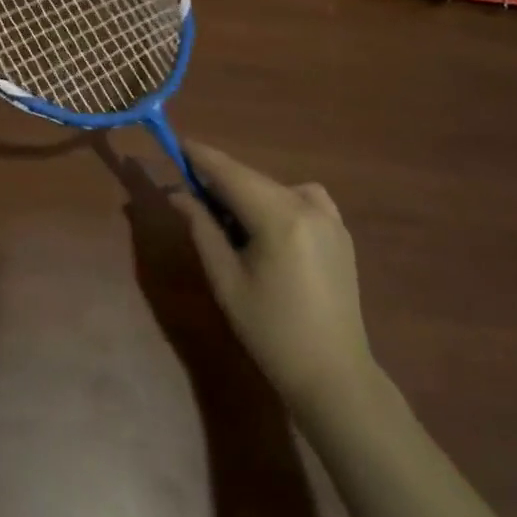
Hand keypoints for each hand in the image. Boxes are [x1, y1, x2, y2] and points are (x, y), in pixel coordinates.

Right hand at [170, 143, 377, 415]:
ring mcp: (330, 216)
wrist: (333, 373)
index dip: (201, 156)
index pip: (230, 173)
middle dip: (219, 181)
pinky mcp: (340, 230)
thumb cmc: (269, 331)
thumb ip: (201, 228)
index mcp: (280, 217)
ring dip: (246, 194)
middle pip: (252, 179)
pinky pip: (299, 199)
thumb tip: (177, 193)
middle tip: (188, 192)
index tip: (176, 143)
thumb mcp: (226, 279)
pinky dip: (274, 203)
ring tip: (227, 224)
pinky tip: (264, 231)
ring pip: (273, 188)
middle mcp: (309, 205)